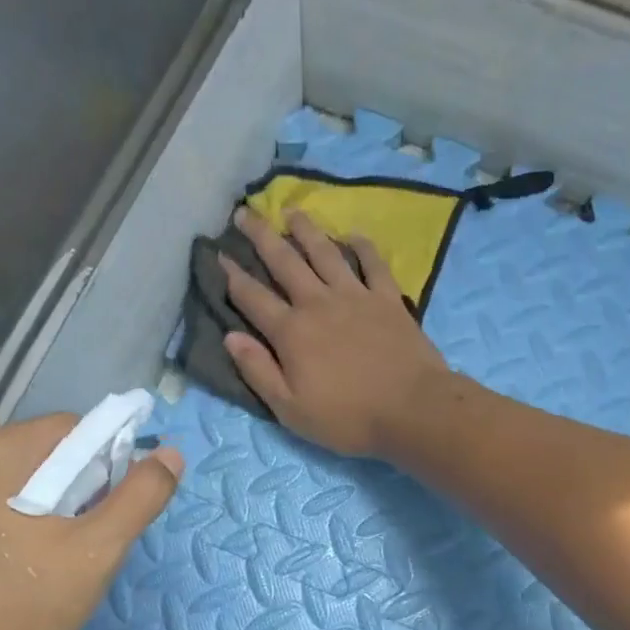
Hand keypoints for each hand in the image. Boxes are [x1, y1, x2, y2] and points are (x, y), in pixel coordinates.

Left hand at [0, 415, 182, 629]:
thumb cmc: (16, 609)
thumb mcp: (95, 554)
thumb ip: (139, 499)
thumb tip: (171, 456)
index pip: (77, 430)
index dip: (108, 466)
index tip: (110, 515)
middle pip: (46, 452)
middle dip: (78, 489)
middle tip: (84, 545)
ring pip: (19, 479)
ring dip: (48, 507)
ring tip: (52, 560)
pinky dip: (15, 520)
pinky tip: (16, 565)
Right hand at [221, 207, 449, 457]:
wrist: (412, 409)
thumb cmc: (348, 418)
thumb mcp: (291, 409)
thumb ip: (258, 371)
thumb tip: (230, 337)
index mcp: (291, 332)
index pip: (252, 298)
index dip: (231, 276)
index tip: (217, 254)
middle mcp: (319, 303)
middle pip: (284, 262)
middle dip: (261, 236)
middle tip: (245, 212)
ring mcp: (356, 296)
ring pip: (325, 253)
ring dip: (306, 230)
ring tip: (292, 211)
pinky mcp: (388, 298)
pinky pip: (372, 263)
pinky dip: (361, 246)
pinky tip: (352, 235)